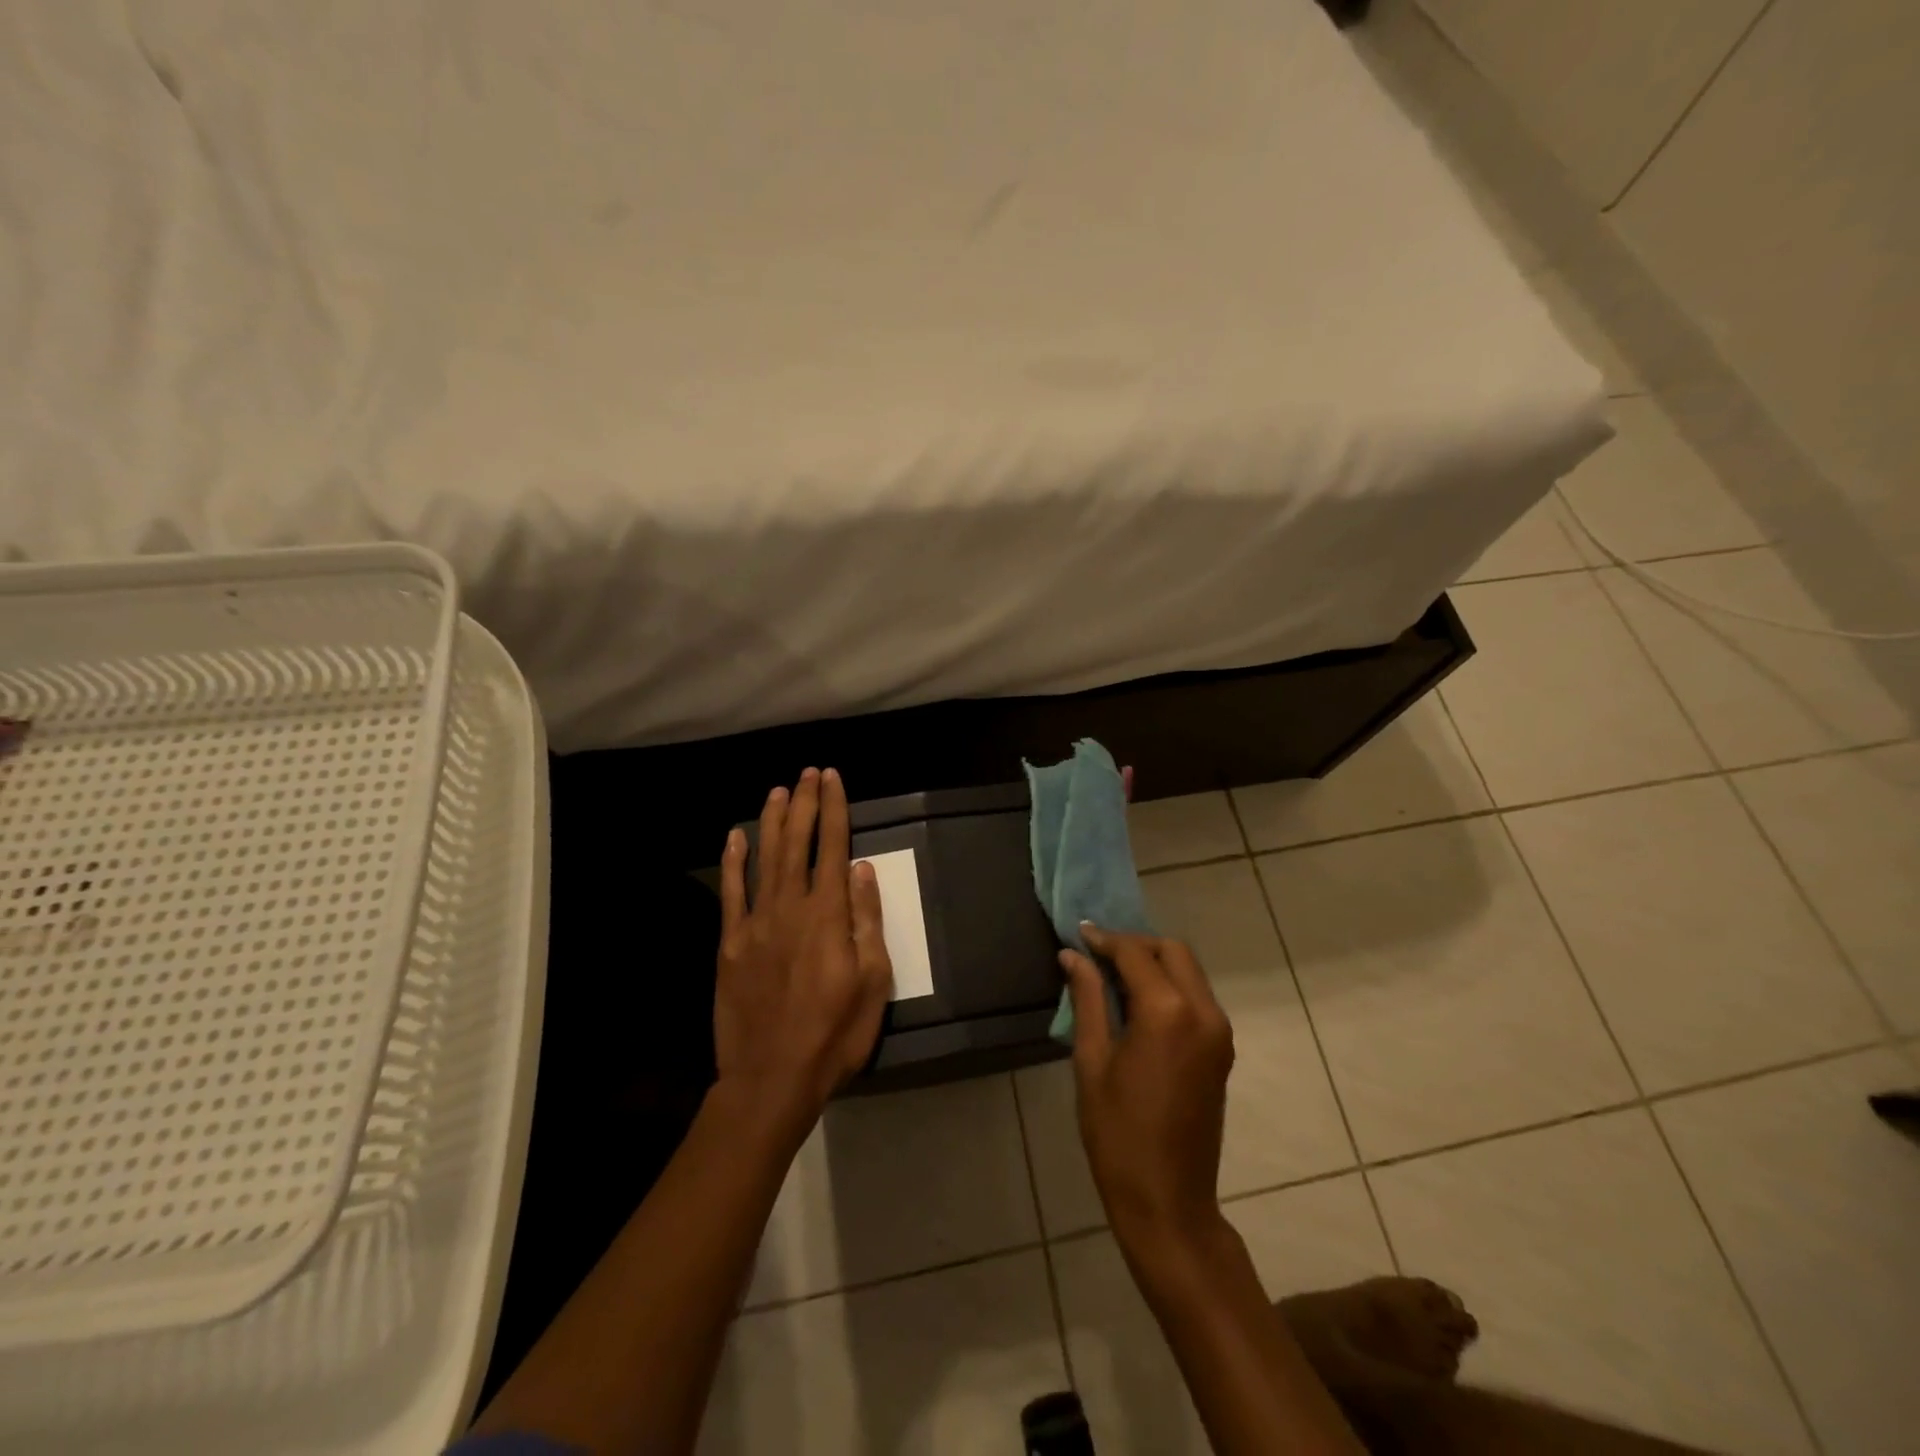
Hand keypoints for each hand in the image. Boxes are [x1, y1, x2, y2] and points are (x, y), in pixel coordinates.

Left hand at [714, 768, 892, 1139]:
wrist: (771, 1078)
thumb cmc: (834, 1034)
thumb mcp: (872, 982)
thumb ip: (866, 921)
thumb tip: (862, 868)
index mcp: (827, 915)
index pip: (832, 847)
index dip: (833, 809)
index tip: (832, 779)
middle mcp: (790, 908)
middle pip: (797, 843)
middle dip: (803, 804)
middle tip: (807, 773)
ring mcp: (755, 924)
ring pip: (765, 859)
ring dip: (772, 821)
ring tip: (778, 790)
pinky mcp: (730, 944)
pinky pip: (732, 893)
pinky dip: (734, 861)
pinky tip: (735, 837)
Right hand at [1061, 924, 1234, 1247]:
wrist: (1168, 1200)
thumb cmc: (1117, 1133)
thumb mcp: (1092, 1061)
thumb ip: (1087, 999)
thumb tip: (1072, 956)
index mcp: (1167, 1012)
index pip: (1136, 953)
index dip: (1105, 940)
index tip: (1079, 935)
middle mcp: (1203, 1012)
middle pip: (1173, 951)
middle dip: (1136, 945)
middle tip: (1098, 955)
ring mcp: (1219, 1031)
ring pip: (1190, 971)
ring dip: (1155, 962)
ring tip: (1114, 976)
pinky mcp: (1222, 1049)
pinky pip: (1197, 996)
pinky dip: (1170, 985)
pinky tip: (1138, 1001)